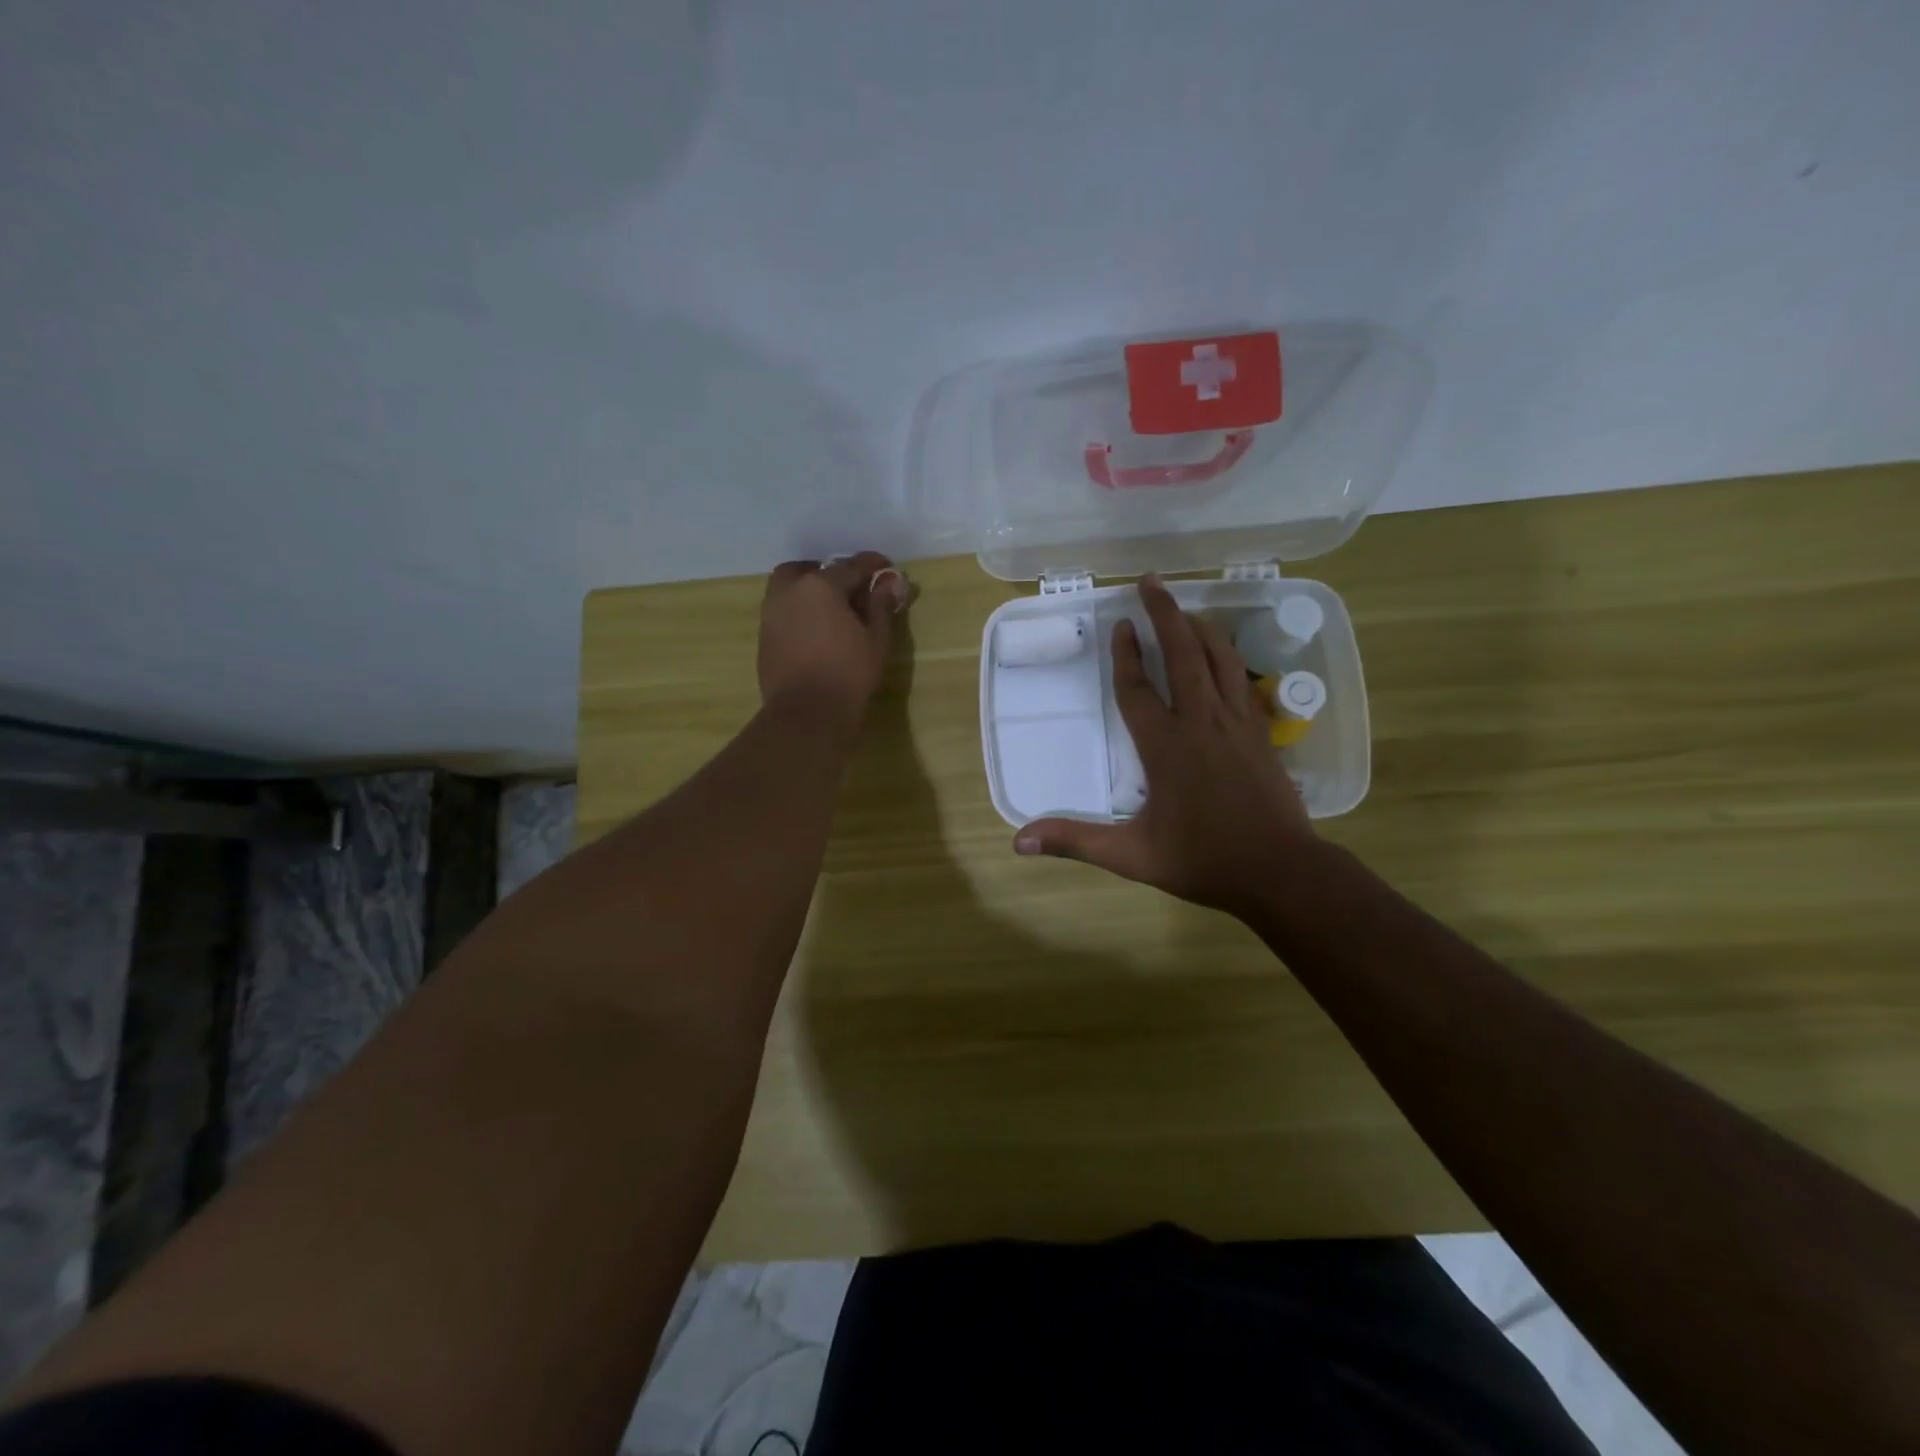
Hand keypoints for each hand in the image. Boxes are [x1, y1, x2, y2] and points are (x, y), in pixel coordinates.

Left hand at [758, 552, 908, 731]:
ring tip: (833, 611)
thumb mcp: (876, 640)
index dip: (873, 566)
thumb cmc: (848, 675)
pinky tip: (816, 631)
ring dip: (810, 591)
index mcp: (820, 586)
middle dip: (830, 573)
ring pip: (790, 588)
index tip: (888, 569)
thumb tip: (891, 582)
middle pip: (810, 570)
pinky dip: (799, 611)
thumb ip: (881, 606)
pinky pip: (783, 611)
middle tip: (851, 589)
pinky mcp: (764, 637)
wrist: (805, 714)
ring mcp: (771, 614)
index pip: (851, 566)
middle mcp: (790, 591)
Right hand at [1013, 575, 1317, 917]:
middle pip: (1184, 655)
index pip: (1139, 689)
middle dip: (1165, 615)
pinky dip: (1230, 658)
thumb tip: (1018, 841)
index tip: (1120, 626)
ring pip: (1221, 660)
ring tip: (1185, 608)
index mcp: (1166, 748)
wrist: (1281, 872)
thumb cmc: (1203, 861)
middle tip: (1152, 581)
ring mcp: (1237, 725)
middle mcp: (1202, 724)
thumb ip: (1075, 841)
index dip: (1126, 655)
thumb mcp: (1131, 855)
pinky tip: (1224, 655)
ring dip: (1201, 628)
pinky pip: (1242, 682)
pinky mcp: (1261, 734)